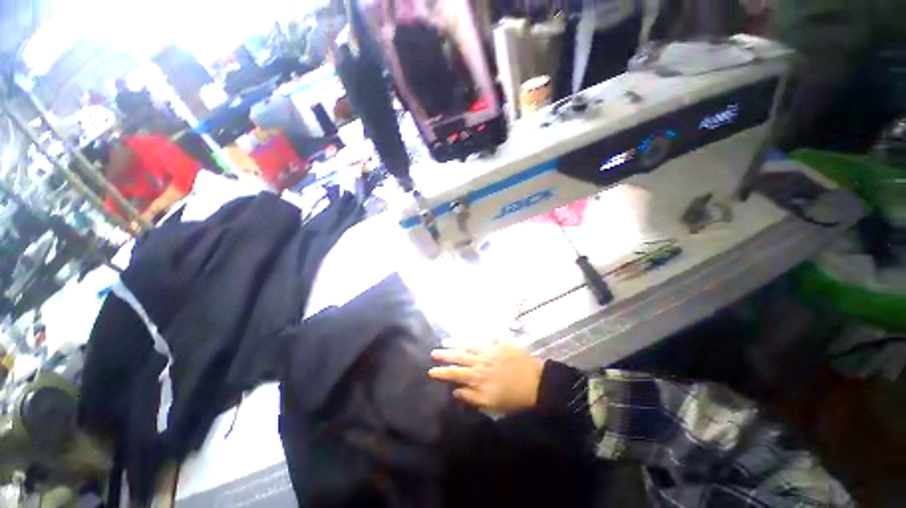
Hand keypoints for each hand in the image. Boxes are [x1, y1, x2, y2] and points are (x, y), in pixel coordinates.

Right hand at [428, 340, 544, 413]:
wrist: (536, 383)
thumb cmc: (513, 398)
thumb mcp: (491, 404)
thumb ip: (472, 397)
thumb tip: (455, 391)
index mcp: (478, 378)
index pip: (455, 373)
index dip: (442, 372)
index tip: (431, 370)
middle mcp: (481, 362)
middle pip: (459, 357)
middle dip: (445, 355)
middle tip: (434, 352)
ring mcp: (490, 350)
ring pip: (469, 345)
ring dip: (456, 342)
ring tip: (445, 340)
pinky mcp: (500, 343)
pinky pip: (486, 337)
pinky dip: (477, 335)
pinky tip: (470, 333)